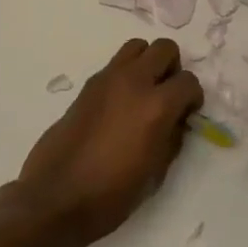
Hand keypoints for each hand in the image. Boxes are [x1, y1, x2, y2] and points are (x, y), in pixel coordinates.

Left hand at [17, 38, 202, 244]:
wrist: (55, 199)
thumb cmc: (111, 194)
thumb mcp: (156, 172)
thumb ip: (172, 137)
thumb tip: (176, 119)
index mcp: (156, 106)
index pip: (189, 81)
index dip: (192, 97)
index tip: (187, 113)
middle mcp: (134, 82)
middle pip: (165, 48)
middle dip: (172, 68)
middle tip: (167, 95)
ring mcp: (107, 80)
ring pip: (137, 46)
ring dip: (147, 63)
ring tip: (143, 92)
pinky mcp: (87, 86)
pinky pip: (115, 65)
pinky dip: (125, 75)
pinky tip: (119, 105)